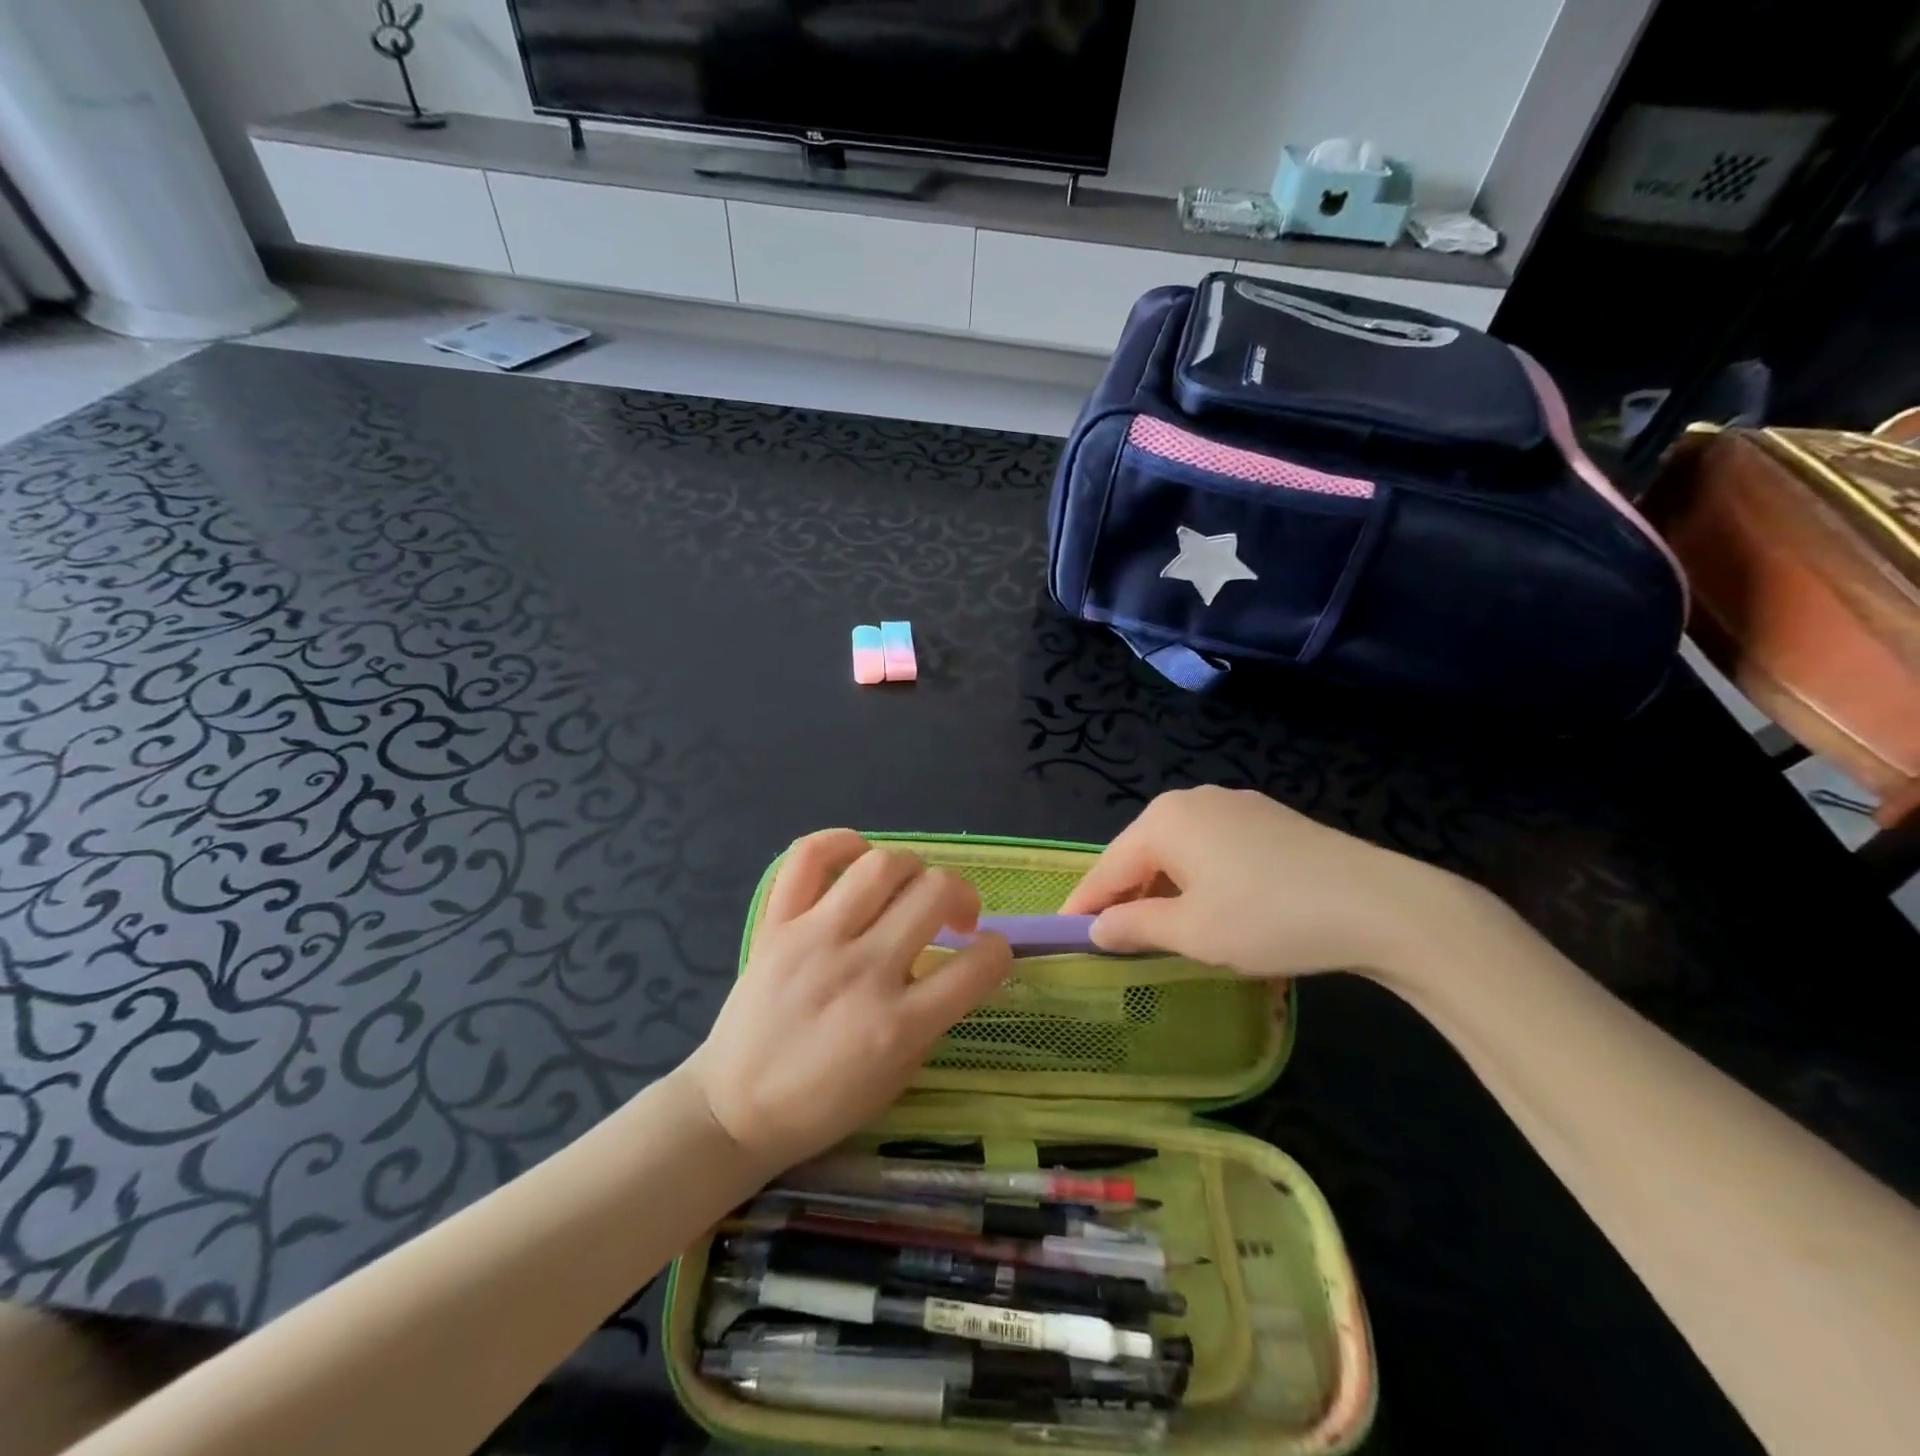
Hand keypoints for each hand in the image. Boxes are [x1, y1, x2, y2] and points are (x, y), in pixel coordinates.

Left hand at [686, 831, 1011, 1176]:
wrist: (734, 1110)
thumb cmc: (823, 1103)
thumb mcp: (898, 1076)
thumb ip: (933, 1017)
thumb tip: (958, 965)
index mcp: (898, 1024)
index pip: (978, 965)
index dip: (999, 950)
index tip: (989, 950)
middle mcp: (861, 971)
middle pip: (935, 893)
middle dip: (962, 895)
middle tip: (954, 917)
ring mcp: (814, 940)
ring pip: (881, 865)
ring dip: (913, 869)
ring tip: (908, 889)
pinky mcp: (775, 925)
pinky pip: (807, 856)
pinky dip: (840, 843)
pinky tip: (857, 857)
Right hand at [1060, 786, 1472, 981]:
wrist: (1379, 904)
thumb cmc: (1268, 917)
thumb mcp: (1193, 932)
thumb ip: (1134, 926)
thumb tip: (1098, 928)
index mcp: (1164, 820)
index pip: (1107, 866)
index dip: (1084, 904)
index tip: (1063, 933)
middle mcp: (1192, 800)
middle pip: (1141, 853)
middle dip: (1124, 895)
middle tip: (1110, 938)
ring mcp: (1234, 805)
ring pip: (1178, 850)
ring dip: (1161, 888)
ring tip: (1157, 928)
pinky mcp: (1268, 819)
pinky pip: (1212, 848)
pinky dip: (1196, 878)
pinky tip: (1209, 906)